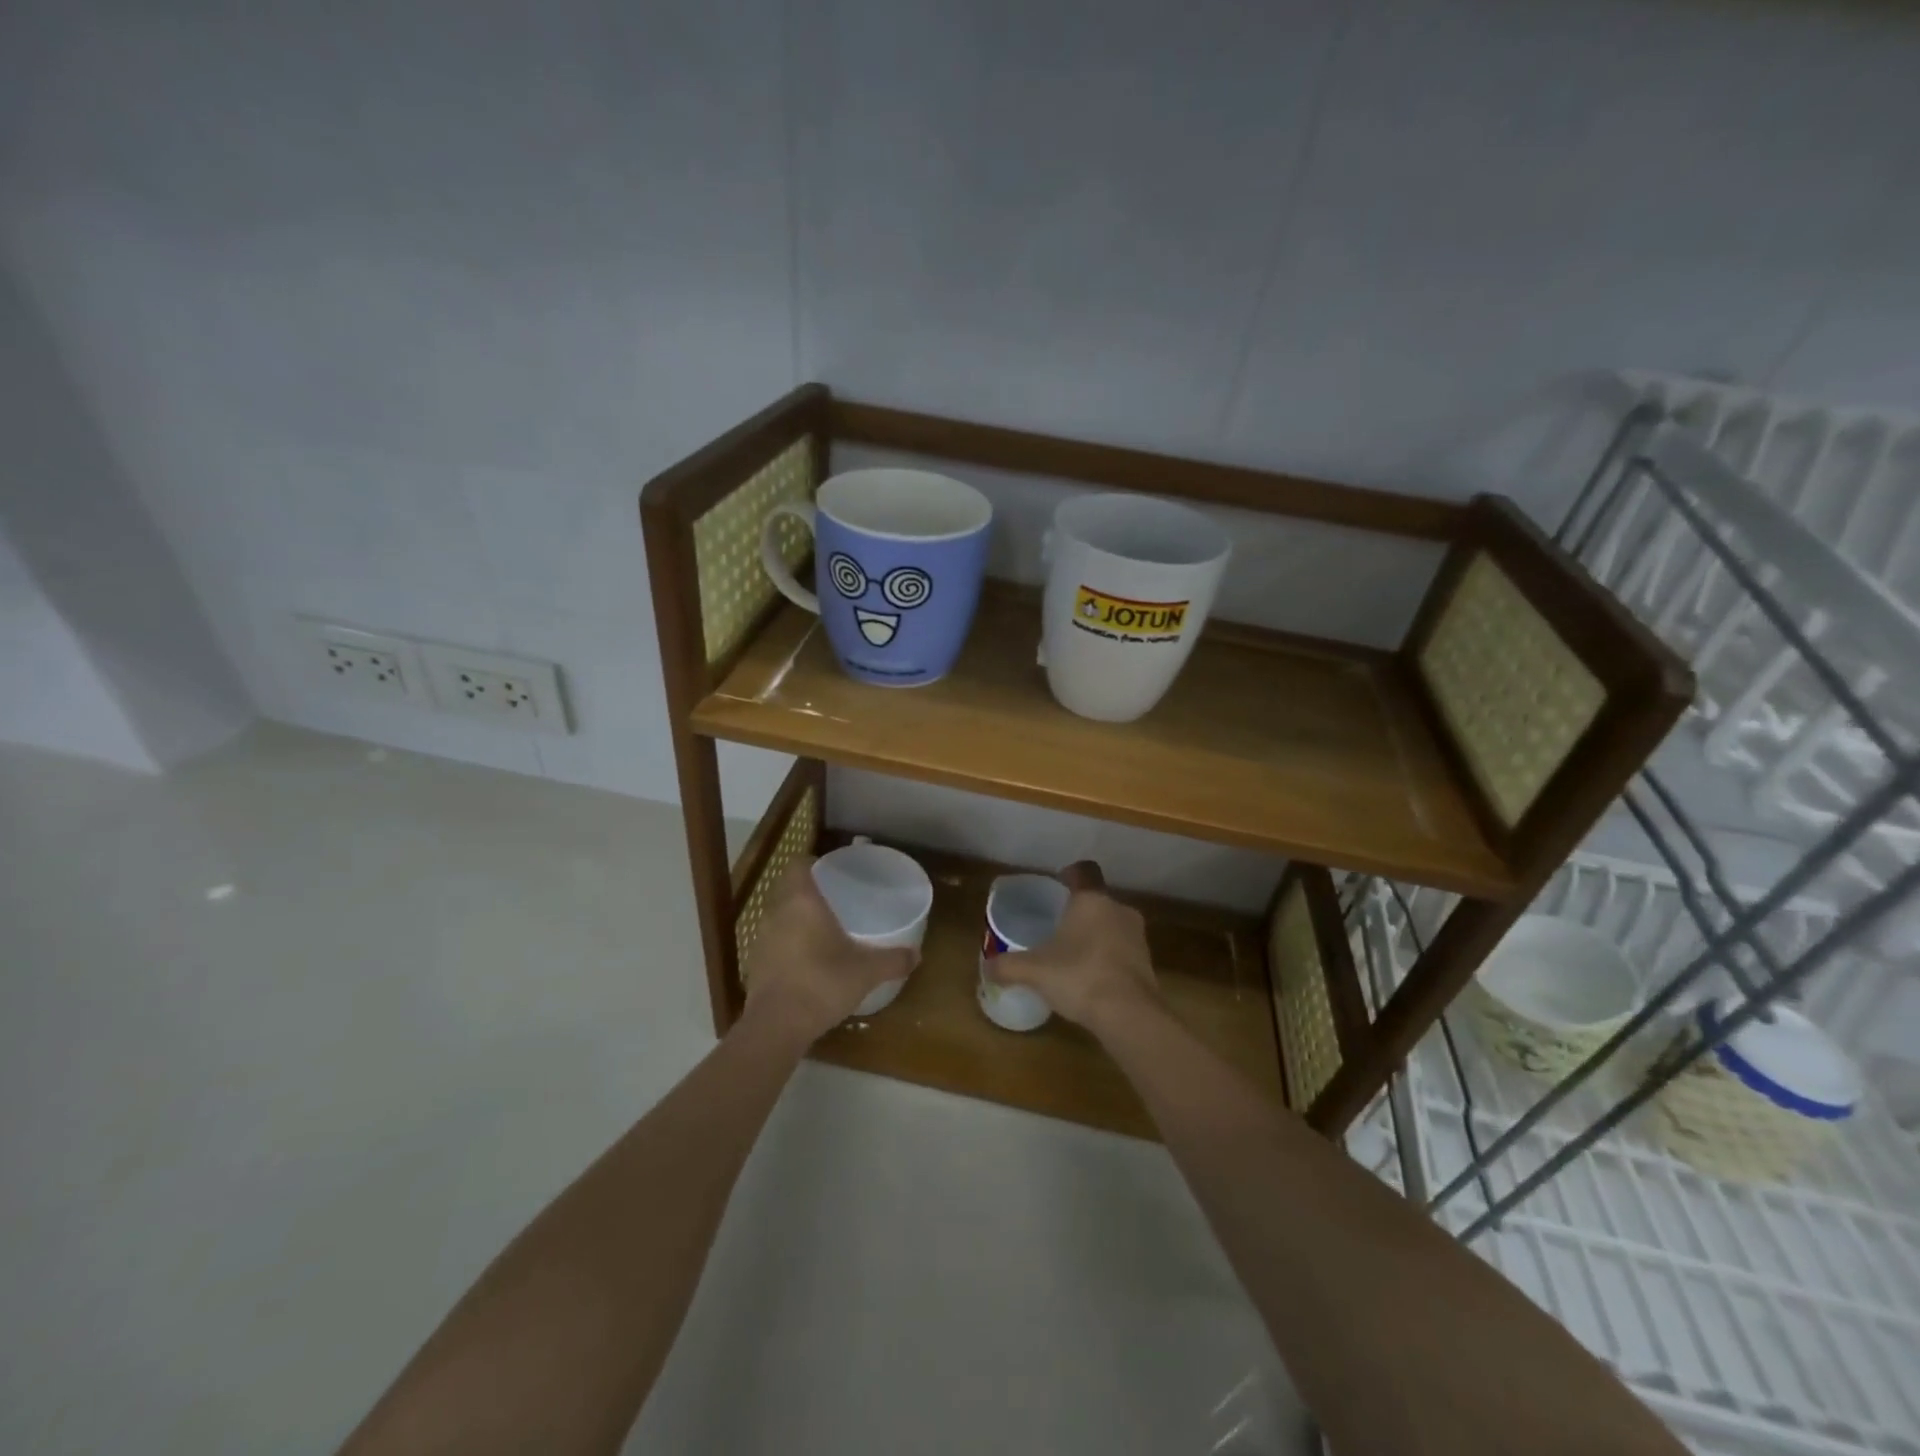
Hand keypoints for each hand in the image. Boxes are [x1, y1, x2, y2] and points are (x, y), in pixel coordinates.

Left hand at [740, 858, 915, 1043]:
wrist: (777, 1026)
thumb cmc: (822, 983)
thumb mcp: (866, 971)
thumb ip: (893, 959)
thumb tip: (917, 955)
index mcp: (802, 901)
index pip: (798, 864)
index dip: (813, 863)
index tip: (832, 871)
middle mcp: (777, 912)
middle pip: (789, 888)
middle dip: (810, 891)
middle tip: (836, 899)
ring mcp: (761, 938)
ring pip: (780, 915)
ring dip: (797, 918)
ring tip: (824, 929)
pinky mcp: (756, 963)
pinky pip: (775, 941)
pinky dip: (789, 943)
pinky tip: (808, 959)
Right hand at [990, 861, 1159, 1032]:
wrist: (1129, 1014)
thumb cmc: (1079, 976)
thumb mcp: (1034, 971)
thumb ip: (1008, 966)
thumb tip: (987, 966)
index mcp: (1091, 900)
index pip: (1084, 871)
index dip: (1071, 874)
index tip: (1059, 883)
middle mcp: (1118, 910)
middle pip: (1097, 901)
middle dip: (1080, 911)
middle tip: (1059, 927)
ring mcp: (1138, 936)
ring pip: (1112, 925)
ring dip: (1097, 935)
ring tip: (1074, 954)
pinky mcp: (1147, 963)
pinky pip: (1123, 951)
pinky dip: (1109, 958)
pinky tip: (1093, 978)